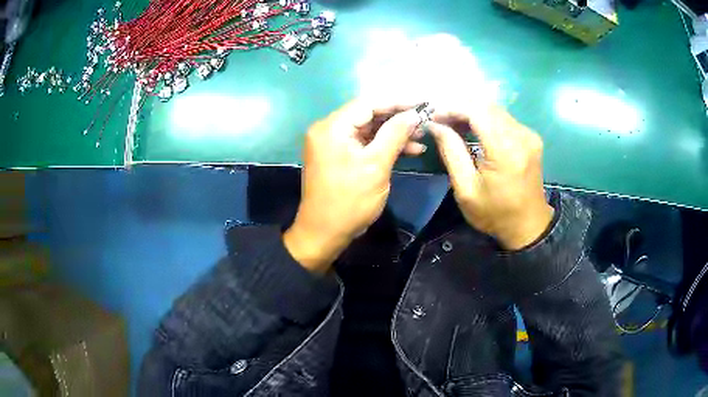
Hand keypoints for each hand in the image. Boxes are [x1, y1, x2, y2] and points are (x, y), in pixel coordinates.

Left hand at [284, 100, 425, 272]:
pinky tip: (408, 150)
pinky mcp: (337, 156)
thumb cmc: (350, 201)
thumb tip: (415, 113)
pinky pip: (363, 143)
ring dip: (393, 134)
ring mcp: (331, 143)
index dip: (398, 102)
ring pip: (368, 130)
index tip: (423, 104)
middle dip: (398, 119)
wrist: (324, 233)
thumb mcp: (377, 165)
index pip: (369, 103)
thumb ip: (395, 134)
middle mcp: (328, 129)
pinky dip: (382, 146)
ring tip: (421, 138)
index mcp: (332, 127)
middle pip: (368, 114)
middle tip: (425, 123)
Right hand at [428, 105, 553, 250]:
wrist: (528, 226)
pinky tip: (473, 128)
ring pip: (495, 109)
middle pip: (486, 106)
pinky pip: (504, 118)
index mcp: (506, 151)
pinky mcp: (531, 137)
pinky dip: (485, 118)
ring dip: (472, 111)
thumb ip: (451, 152)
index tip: (433, 116)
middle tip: (440, 120)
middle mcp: (521, 136)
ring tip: (452, 123)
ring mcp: (529, 134)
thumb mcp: (466, 189)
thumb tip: (435, 125)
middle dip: (460, 107)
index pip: (476, 111)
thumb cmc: (494, 213)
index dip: (452, 108)